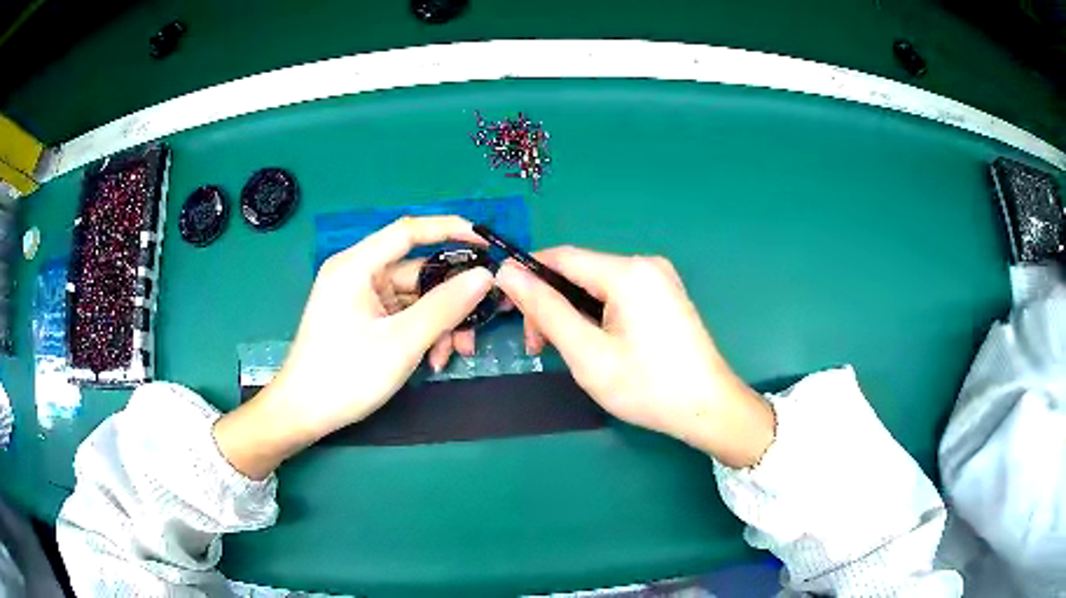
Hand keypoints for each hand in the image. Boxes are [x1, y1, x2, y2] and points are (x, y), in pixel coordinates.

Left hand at [215, 216, 492, 478]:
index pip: (409, 231)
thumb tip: (485, 275)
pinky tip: (433, 359)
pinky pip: (403, 315)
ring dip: (439, 323)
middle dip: (450, 299)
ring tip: (453, 354)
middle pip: (417, 271)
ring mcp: (360, 298)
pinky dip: (422, 332)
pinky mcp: (364, 319)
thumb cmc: (346, 374)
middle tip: (478, 323)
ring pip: (415, 298)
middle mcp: (358, 274)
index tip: (487, 242)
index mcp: (356, 266)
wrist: (305, 413)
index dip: (450, 229)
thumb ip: (445, 305)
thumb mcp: (402, 341)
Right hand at [496, 247, 774, 467]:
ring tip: (563, 349)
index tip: (505, 305)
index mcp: (627, 272)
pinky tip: (594, 342)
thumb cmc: (646, 386)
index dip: (527, 276)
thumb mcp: (587, 352)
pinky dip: (596, 314)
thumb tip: (507, 273)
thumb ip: (545, 309)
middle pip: (579, 271)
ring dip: (572, 312)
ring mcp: (660, 279)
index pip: (561, 257)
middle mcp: (645, 264)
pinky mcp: (665, 295)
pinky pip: (618, 295)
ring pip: (596, 285)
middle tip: (537, 345)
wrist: (707, 408)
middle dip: (551, 303)